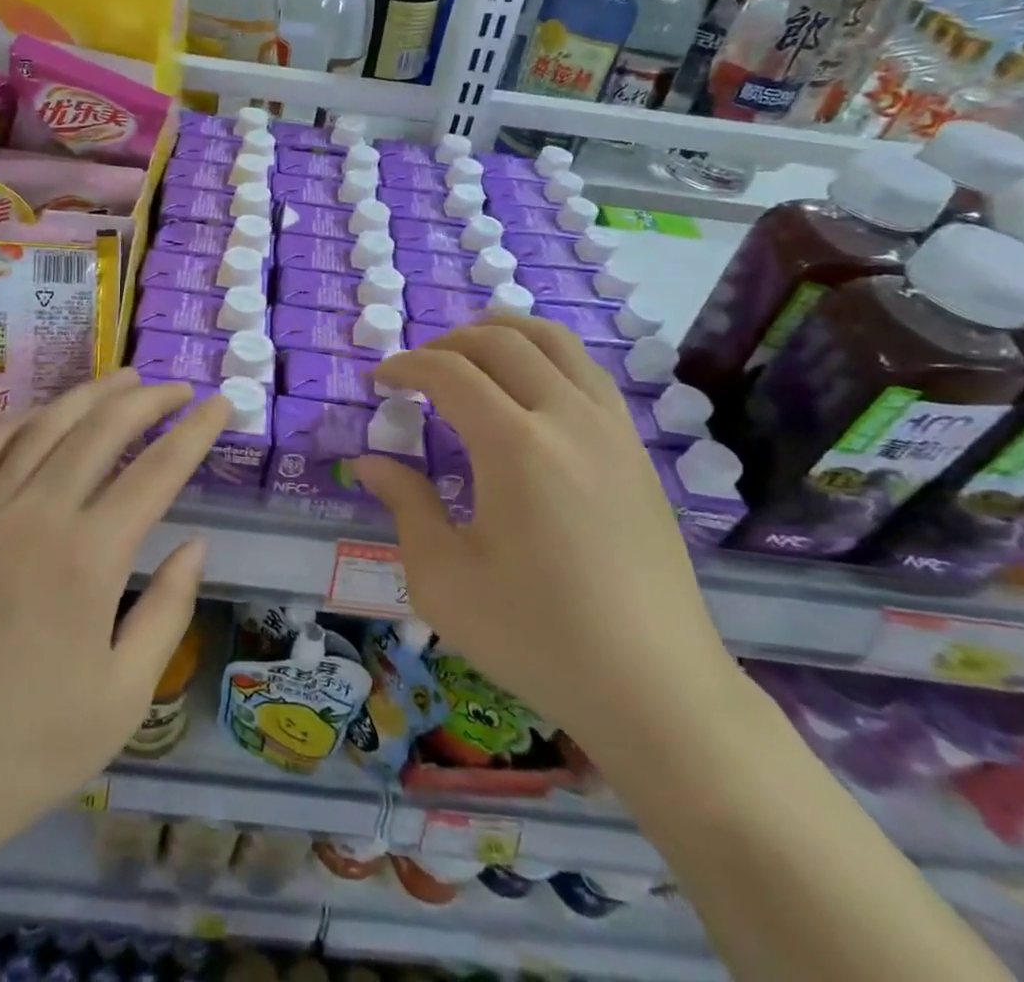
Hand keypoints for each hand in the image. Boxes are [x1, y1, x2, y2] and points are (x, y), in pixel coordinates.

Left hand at [0, 369, 226, 882]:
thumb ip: (167, 611)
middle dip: (148, 400)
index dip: (196, 432)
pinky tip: (38, 418)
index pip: (158, 470)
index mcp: (89, 557)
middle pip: (102, 430)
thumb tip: (195, 545)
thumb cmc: (26, 753)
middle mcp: (38, 516)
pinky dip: (18, 422)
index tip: (221, 406)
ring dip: (88, 395)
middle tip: (179, 389)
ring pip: (43, 427)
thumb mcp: (123, 698)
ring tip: (123, 380)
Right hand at [355, 315, 737, 747]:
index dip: (405, 366)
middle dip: (447, 343)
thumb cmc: (536, 636)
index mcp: (515, 445)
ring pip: (554, 341)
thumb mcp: (444, 578)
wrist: (654, 688)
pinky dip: (546, 356)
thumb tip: (369, 463)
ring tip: (470, 356)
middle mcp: (567, 417)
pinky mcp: (636, 450)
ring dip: (502, 334)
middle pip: (500, 342)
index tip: (378, 381)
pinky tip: (529, 390)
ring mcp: (611, 428)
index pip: (449, 373)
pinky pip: (587, 371)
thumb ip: (404, 505)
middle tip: (417, 371)